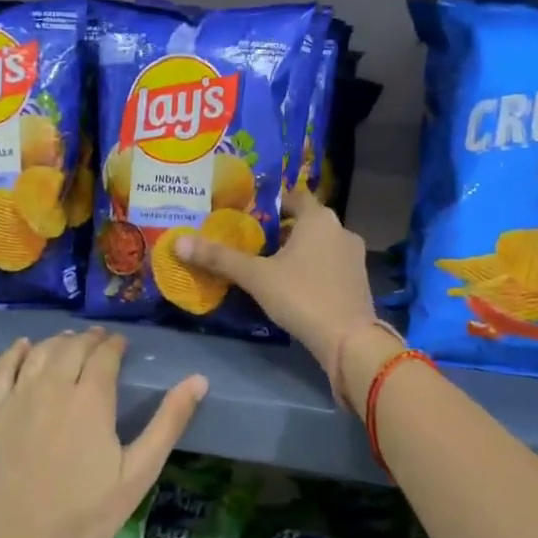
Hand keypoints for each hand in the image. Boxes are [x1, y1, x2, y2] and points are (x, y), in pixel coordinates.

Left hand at [0, 329, 205, 537]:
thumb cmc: (85, 515)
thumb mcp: (138, 473)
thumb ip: (168, 423)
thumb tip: (198, 380)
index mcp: (91, 399)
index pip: (105, 355)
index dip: (115, 344)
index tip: (122, 343)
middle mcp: (53, 387)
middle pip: (72, 347)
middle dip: (90, 339)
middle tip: (100, 340)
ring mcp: (18, 397)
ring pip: (41, 352)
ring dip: (59, 341)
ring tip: (70, 340)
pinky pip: (3, 367)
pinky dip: (16, 351)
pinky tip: (25, 347)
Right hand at [173, 183, 375, 370]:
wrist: (349, 340)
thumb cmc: (301, 296)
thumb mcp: (256, 277)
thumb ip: (219, 258)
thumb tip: (179, 242)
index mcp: (318, 218)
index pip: (293, 197)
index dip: (271, 202)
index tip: (248, 212)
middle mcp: (341, 230)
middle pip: (305, 221)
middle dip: (280, 230)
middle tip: (251, 241)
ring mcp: (353, 256)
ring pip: (319, 244)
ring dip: (297, 250)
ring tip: (268, 265)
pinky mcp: (358, 281)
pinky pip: (329, 264)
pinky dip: (312, 268)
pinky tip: (293, 286)